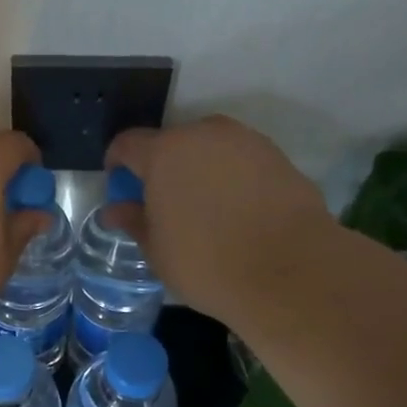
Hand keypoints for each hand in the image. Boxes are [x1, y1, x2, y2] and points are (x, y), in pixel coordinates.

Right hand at [105, 116, 333, 327]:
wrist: (291, 272)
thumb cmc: (208, 263)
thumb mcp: (158, 250)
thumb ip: (134, 221)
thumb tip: (115, 210)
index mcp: (165, 152)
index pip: (128, 144)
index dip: (117, 161)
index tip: (118, 184)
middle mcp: (204, 134)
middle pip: (172, 142)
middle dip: (163, 166)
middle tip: (164, 201)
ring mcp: (246, 142)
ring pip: (210, 148)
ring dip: (200, 168)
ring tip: (204, 206)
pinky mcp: (278, 157)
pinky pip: (241, 160)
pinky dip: (232, 177)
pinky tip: (238, 211)